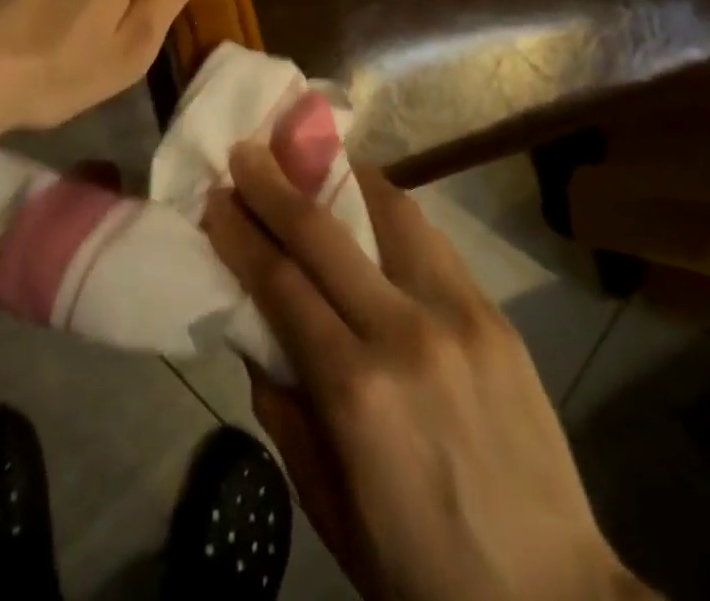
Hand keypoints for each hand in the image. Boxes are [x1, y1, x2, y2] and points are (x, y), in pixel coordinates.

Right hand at [206, 148, 647, 600]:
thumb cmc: (421, 568)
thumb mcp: (328, 506)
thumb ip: (283, 409)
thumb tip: (255, 329)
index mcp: (355, 391)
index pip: (279, 282)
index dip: (240, 232)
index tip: (215, 196)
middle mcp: (404, 333)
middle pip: (323, 233)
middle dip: (274, 183)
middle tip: (245, 151)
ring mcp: (458, 313)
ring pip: (388, 211)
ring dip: (340, 176)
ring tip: (310, 158)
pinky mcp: (494, 312)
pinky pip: (430, 239)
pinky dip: (389, 209)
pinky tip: (369, 203)